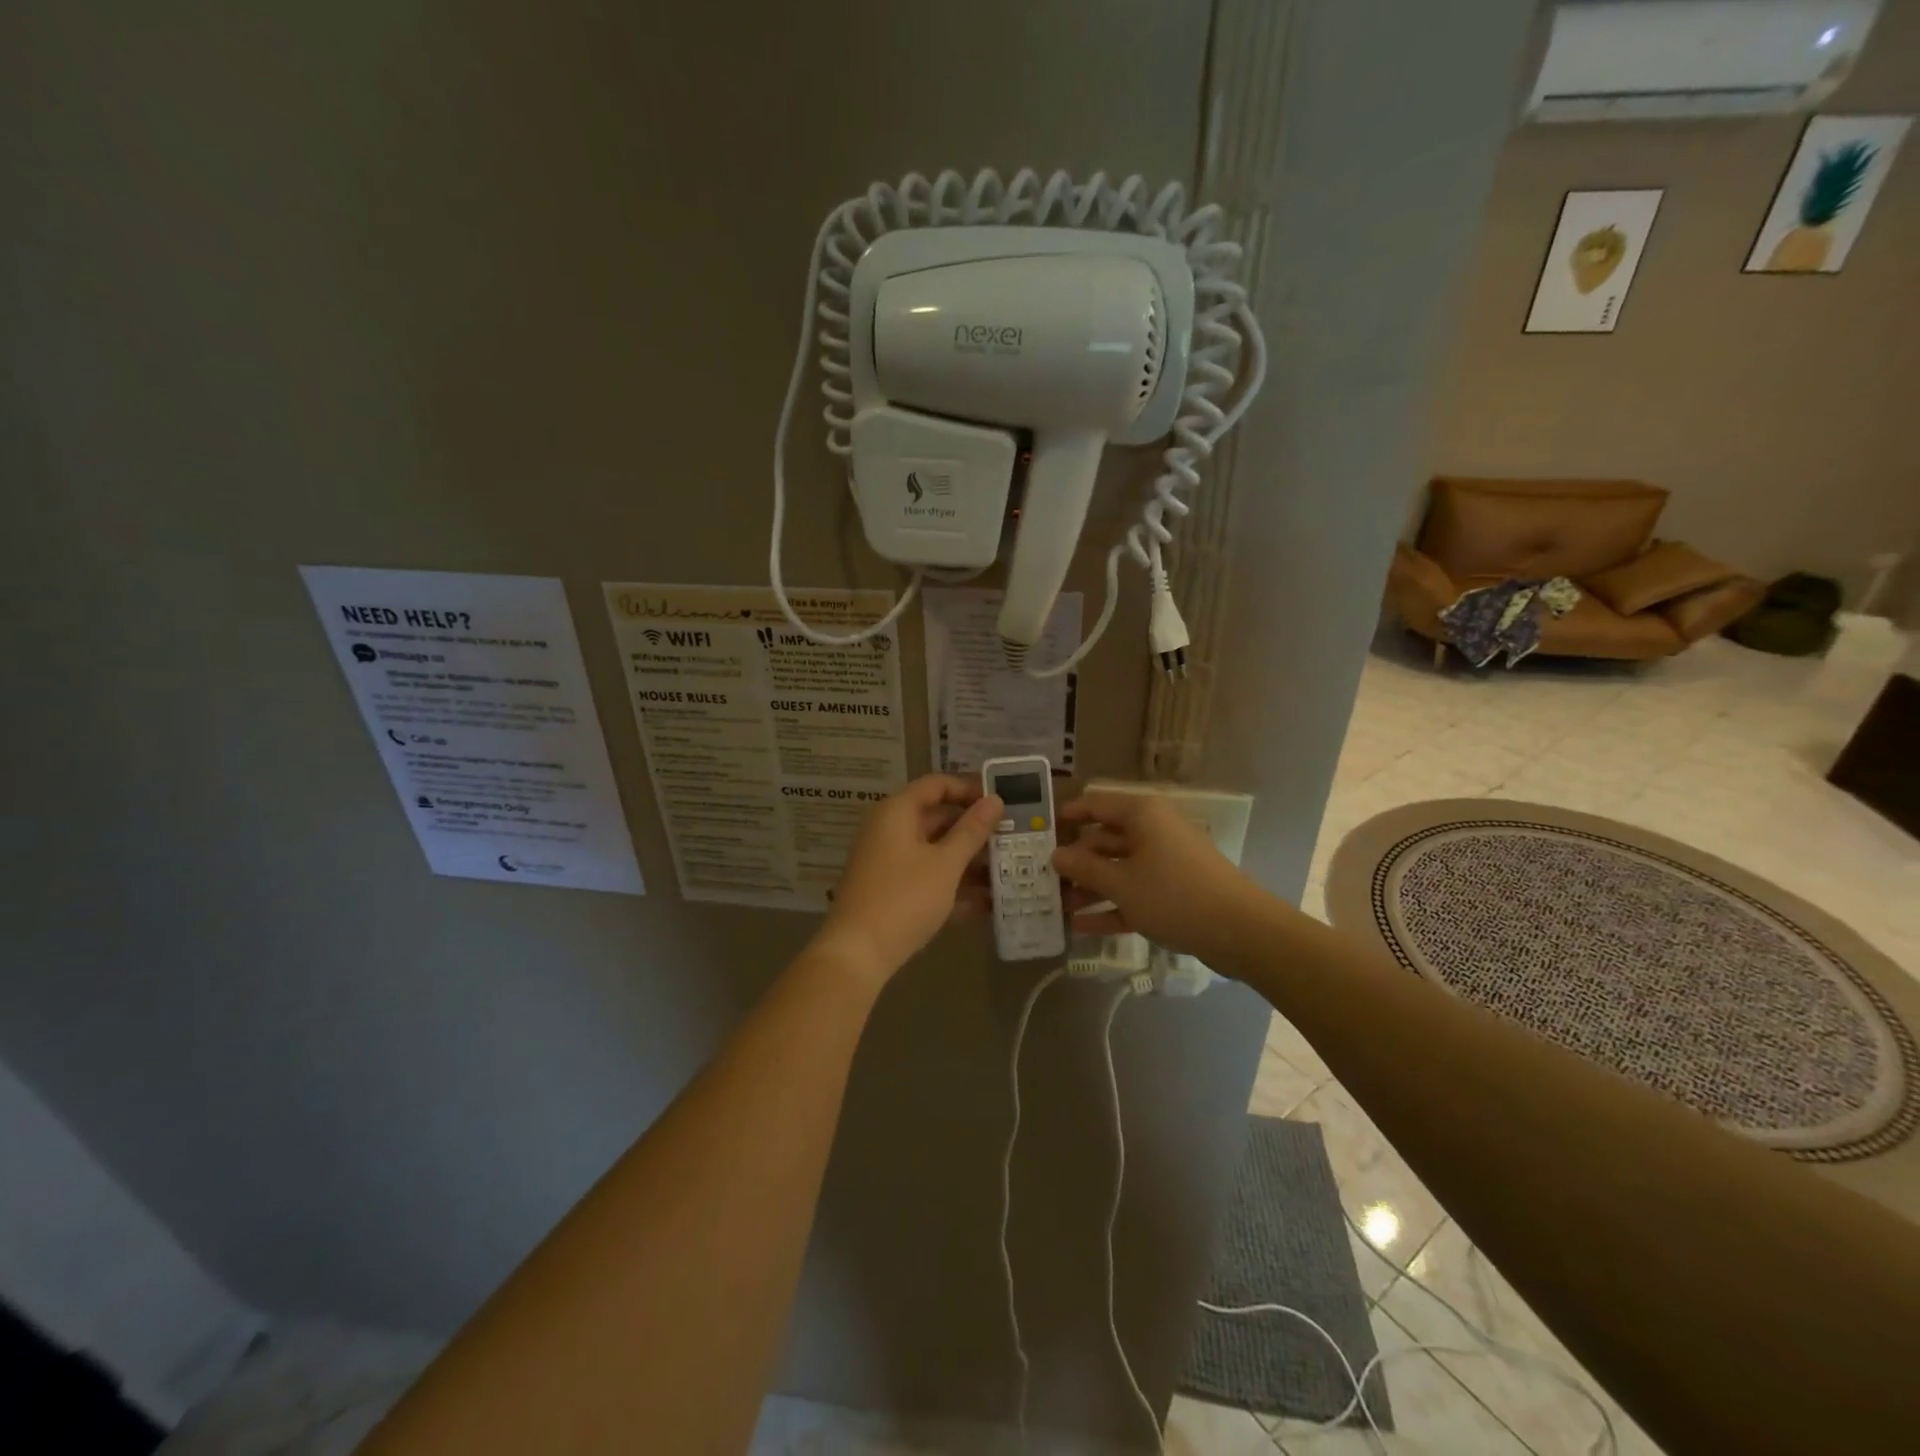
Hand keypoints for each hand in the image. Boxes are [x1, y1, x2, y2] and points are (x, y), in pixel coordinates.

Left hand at [813, 774, 1002, 982]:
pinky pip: (927, 877)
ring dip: (968, 861)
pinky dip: (952, 885)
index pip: (937, 785)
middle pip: (937, 818)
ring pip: (935, 851)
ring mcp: (889, 861)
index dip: (969, 789)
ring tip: (1007, 872)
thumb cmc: (904, 898)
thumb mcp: (945, 864)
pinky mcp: (891, 890)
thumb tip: (994, 799)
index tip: (1001, 803)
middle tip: (1011, 839)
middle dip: (974, 830)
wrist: (858, 953)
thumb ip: (972, 831)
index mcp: (897, 812)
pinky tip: (986, 905)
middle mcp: (889, 830)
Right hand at [1053, 791, 1273, 965]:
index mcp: (1141, 815)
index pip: (1094, 804)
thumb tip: (1055, 855)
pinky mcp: (1173, 891)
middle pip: (1103, 840)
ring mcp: (1164, 861)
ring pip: (1117, 869)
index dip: (1065, 817)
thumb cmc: (1174, 895)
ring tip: (1056, 907)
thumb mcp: (1121, 883)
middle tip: (1040, 879)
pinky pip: (1134, 892)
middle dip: (1074, 861)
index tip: (1036, 834)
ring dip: (1089, 888)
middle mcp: (1152, 831)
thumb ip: (1084, 869)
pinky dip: (1111, 906)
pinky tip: (1081, 926)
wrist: (1241, 931)